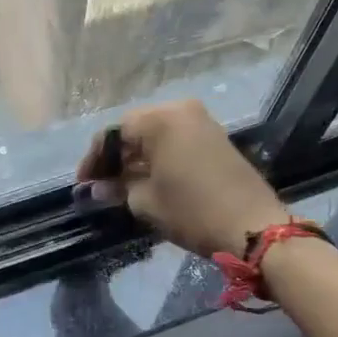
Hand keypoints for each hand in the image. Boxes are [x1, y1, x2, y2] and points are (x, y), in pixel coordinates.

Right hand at [76, 99, 287, 257]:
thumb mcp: (146, 202)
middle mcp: (180, 110)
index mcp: (159, 119)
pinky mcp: (215, 137)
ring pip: (156, 134)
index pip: (114, 132)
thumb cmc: (192, 211)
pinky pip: (176, 139)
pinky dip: (158, 156)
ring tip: (121, 184)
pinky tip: (148, 178)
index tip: (84, 184)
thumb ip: (118, 188)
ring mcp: (202, 121)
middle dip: (116, 156)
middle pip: (135, 129)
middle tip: (100, 183)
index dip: (94, 159)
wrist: (253, 226)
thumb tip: (98, 188)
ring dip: (137, 156)